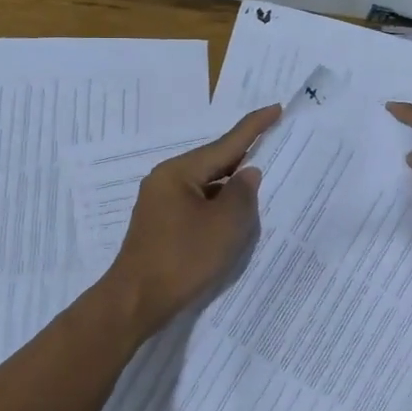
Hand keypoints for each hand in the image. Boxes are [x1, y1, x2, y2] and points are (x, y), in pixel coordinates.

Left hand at [101, 104, 280, 334]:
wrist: (136, 302)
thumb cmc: (182, 259)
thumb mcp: (225, 225)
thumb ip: (243, 194)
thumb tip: (248, 173)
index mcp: (179, 172)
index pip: (226, 143)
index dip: (254, 127)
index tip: (275, 108)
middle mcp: (166, 180)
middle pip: (214, 162)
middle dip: (244, 157)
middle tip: (275, 145)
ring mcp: (161, 203)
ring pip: (206, 185)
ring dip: (232, 186)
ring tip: (263, 182)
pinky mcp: (162, 224)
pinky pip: (198, 204)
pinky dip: (219, 206)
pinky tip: (235, 214)